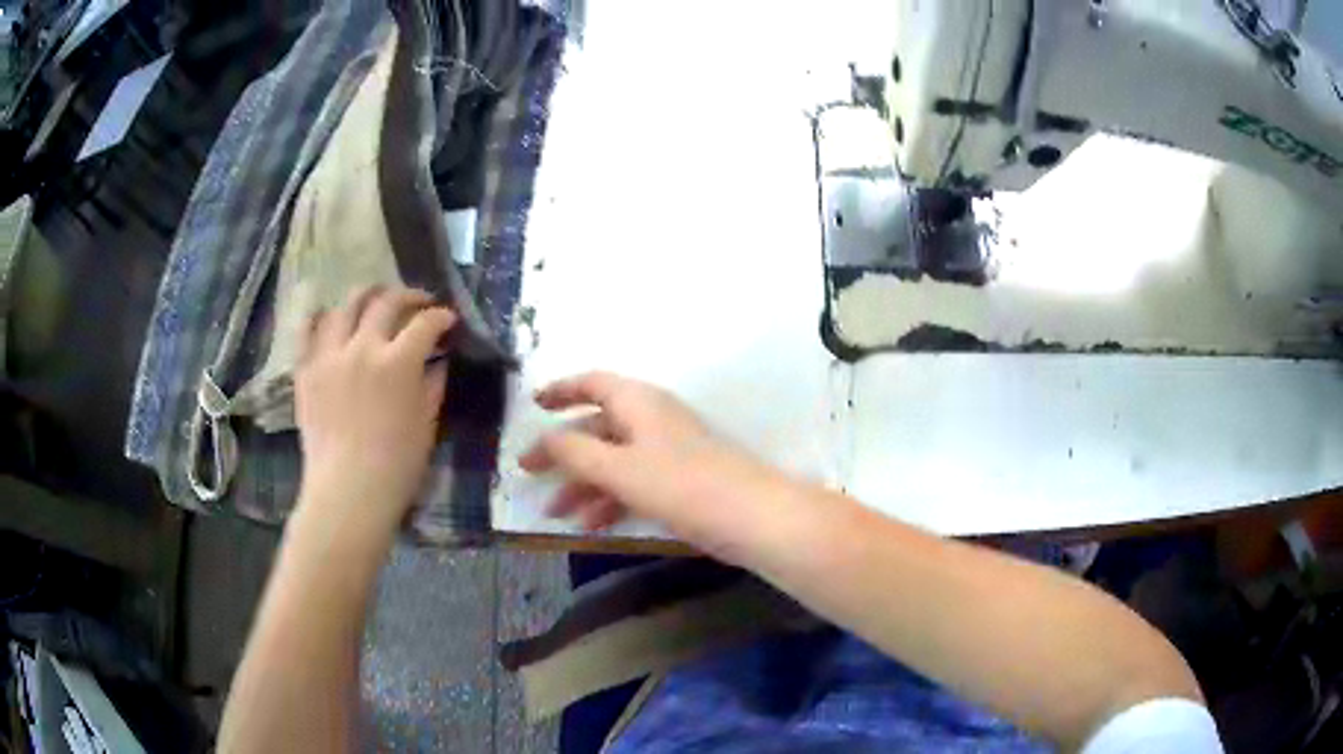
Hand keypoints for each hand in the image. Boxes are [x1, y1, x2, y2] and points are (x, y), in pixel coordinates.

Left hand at [294, 287, 455, 533]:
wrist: (347, 492)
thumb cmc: (396, 466)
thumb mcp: (426, 424)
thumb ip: (432, 385)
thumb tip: (437, 362)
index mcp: (398, 362)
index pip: (425, 323)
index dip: (441, 317)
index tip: (448, 320)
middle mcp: (363, 347)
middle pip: (386, 302)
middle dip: (409, 296)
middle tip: (418, 303)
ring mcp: (330, 355)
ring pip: (347, 305)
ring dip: (366, 297)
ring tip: (374, 302)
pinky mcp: (306, 369)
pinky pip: (309, 330)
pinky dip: (321, 316)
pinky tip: (330, 317)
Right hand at [520, 372, 783, 560]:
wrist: (752, 517)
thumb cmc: (681, 485)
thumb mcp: (618, 469)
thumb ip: (575, 452)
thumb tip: (544, 438)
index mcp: (638, 402)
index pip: (592, 383)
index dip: (561, 390)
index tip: (533, 405)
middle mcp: (651, 419)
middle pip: (597, 426)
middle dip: (562, 451)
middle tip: (529, 473)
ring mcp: (667, 451)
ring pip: (613, 459)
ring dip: (582, 483)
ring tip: (555, 513)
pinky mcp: (679, 481)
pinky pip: (633, 482)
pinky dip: (610, 499)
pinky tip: (592, 525)